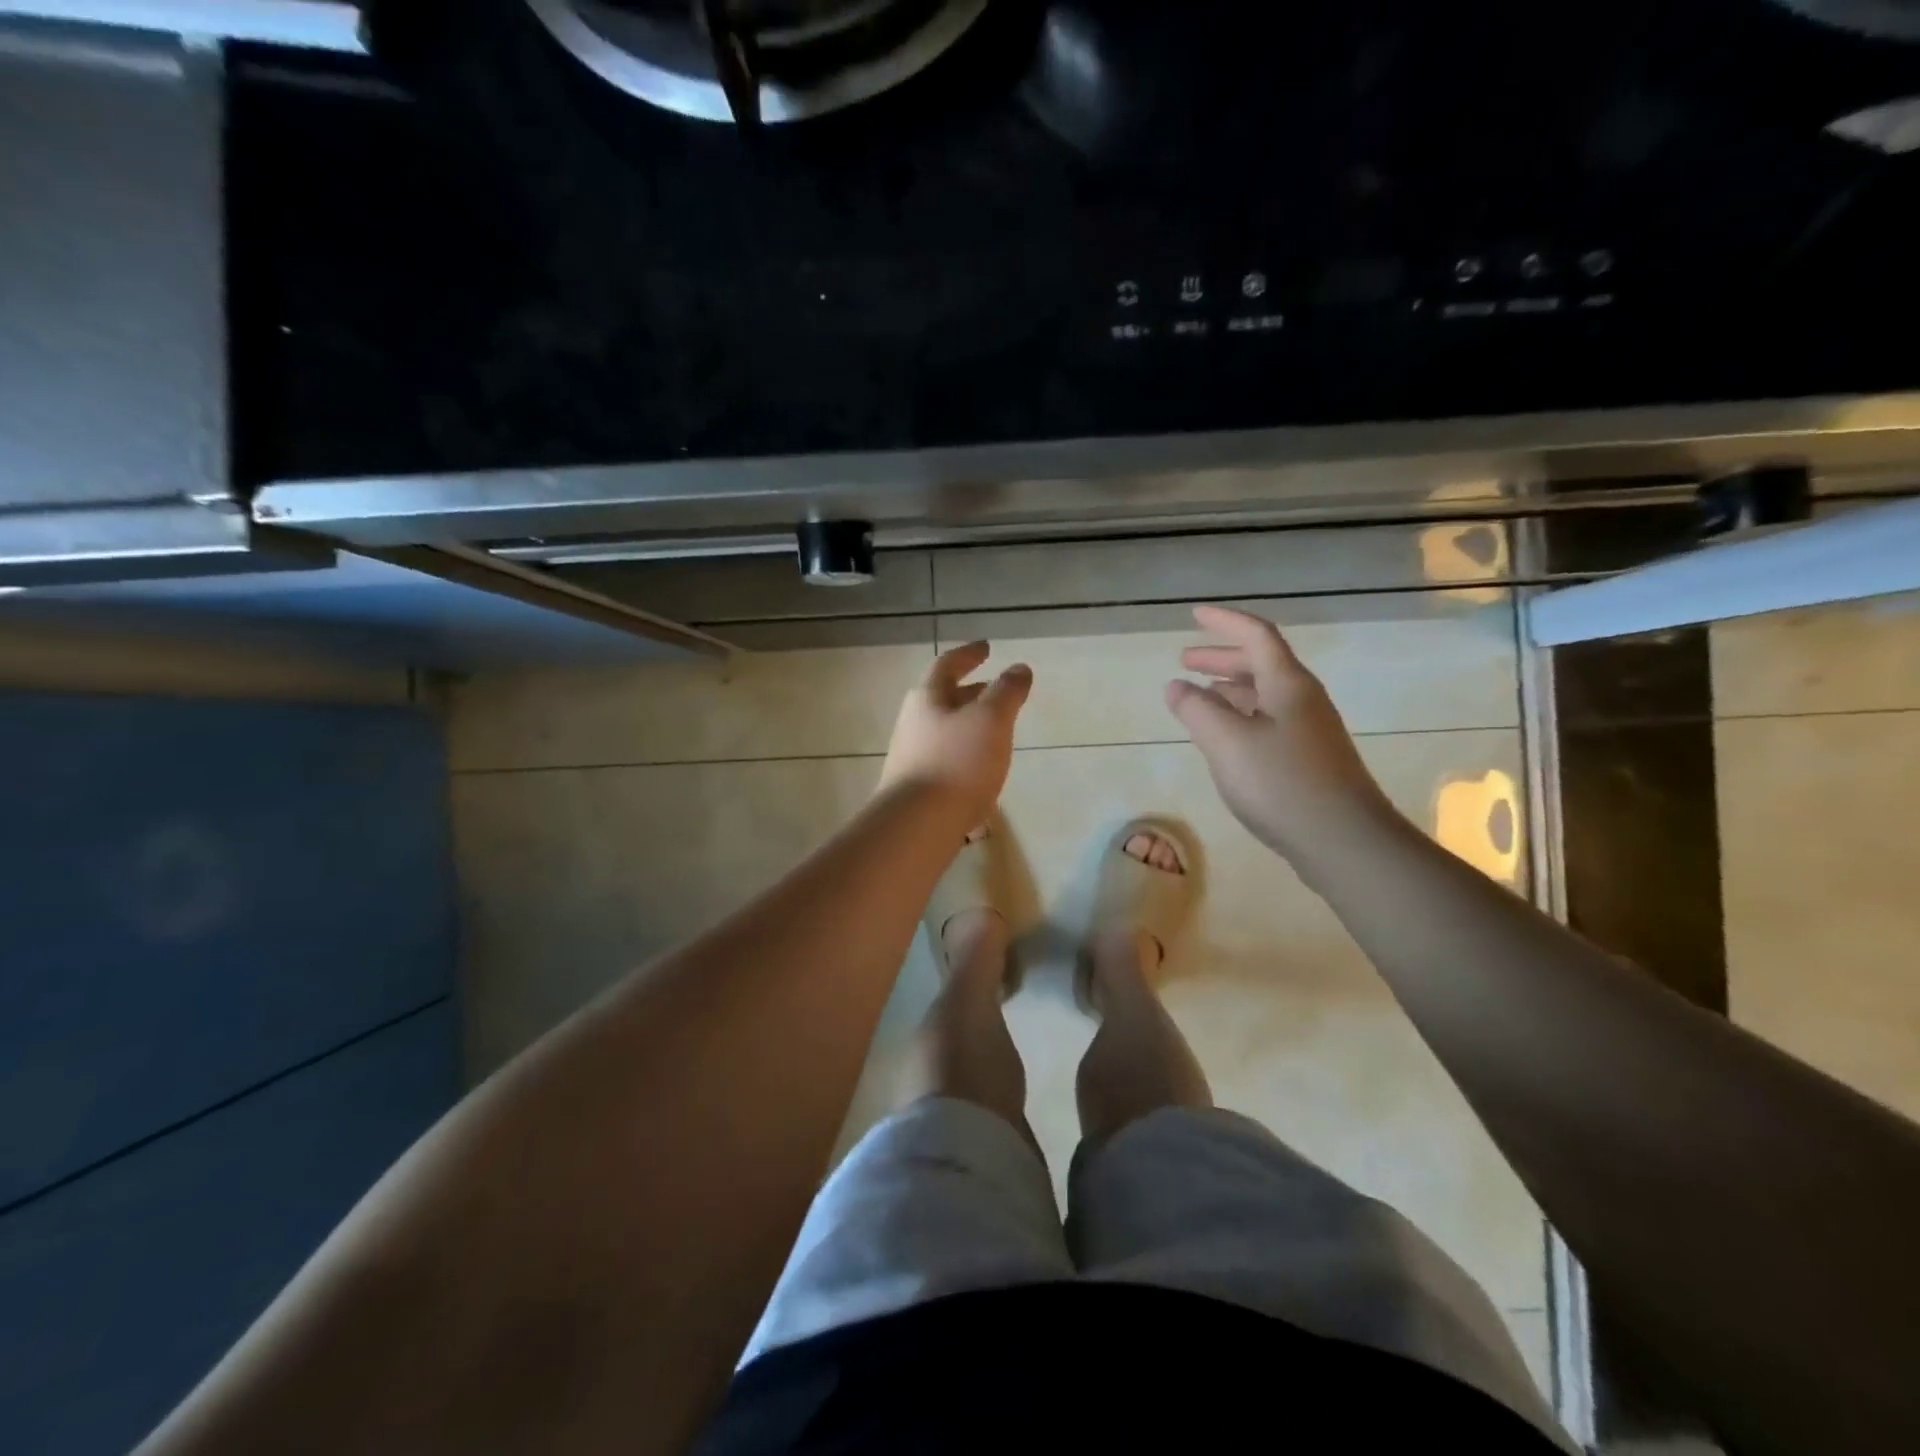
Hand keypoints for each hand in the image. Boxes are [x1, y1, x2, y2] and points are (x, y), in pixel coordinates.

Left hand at [879, 642, 1032, 821]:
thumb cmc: (958, 762)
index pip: (948, 665)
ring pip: (944, 730)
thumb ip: (1007, 692)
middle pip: (943, 698)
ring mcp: (911, 756)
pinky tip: (980, 771)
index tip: (986, 648)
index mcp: (928, 698)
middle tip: (994, 689)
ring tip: (994, 732)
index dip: (969, 654)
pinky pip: (945, 759)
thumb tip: (1019, 668)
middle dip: (970, 692)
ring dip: (968, 725)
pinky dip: (965, 754)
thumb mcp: (991, 720)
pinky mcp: (916, 787)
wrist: (918, 825)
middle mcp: (913, 722)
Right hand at [1165, 606, 1396, 868]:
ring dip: (1230, 688)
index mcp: (1287, 684)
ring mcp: (1310, 730)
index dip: (1224, 622)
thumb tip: (1176, 686)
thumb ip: (1197, 710)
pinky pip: (1268, 720)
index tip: (1194, 615)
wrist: (1345, 841)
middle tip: (1185, 660)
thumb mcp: (1227, 742)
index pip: (1256, 636)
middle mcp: (1302, 699)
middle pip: (1261, 663)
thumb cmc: (1282, 783)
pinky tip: (1225, 737)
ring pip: (1264, 694)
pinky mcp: (1309, 759)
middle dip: (1221, 657)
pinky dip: (1240, 716)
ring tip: (1198, 697)